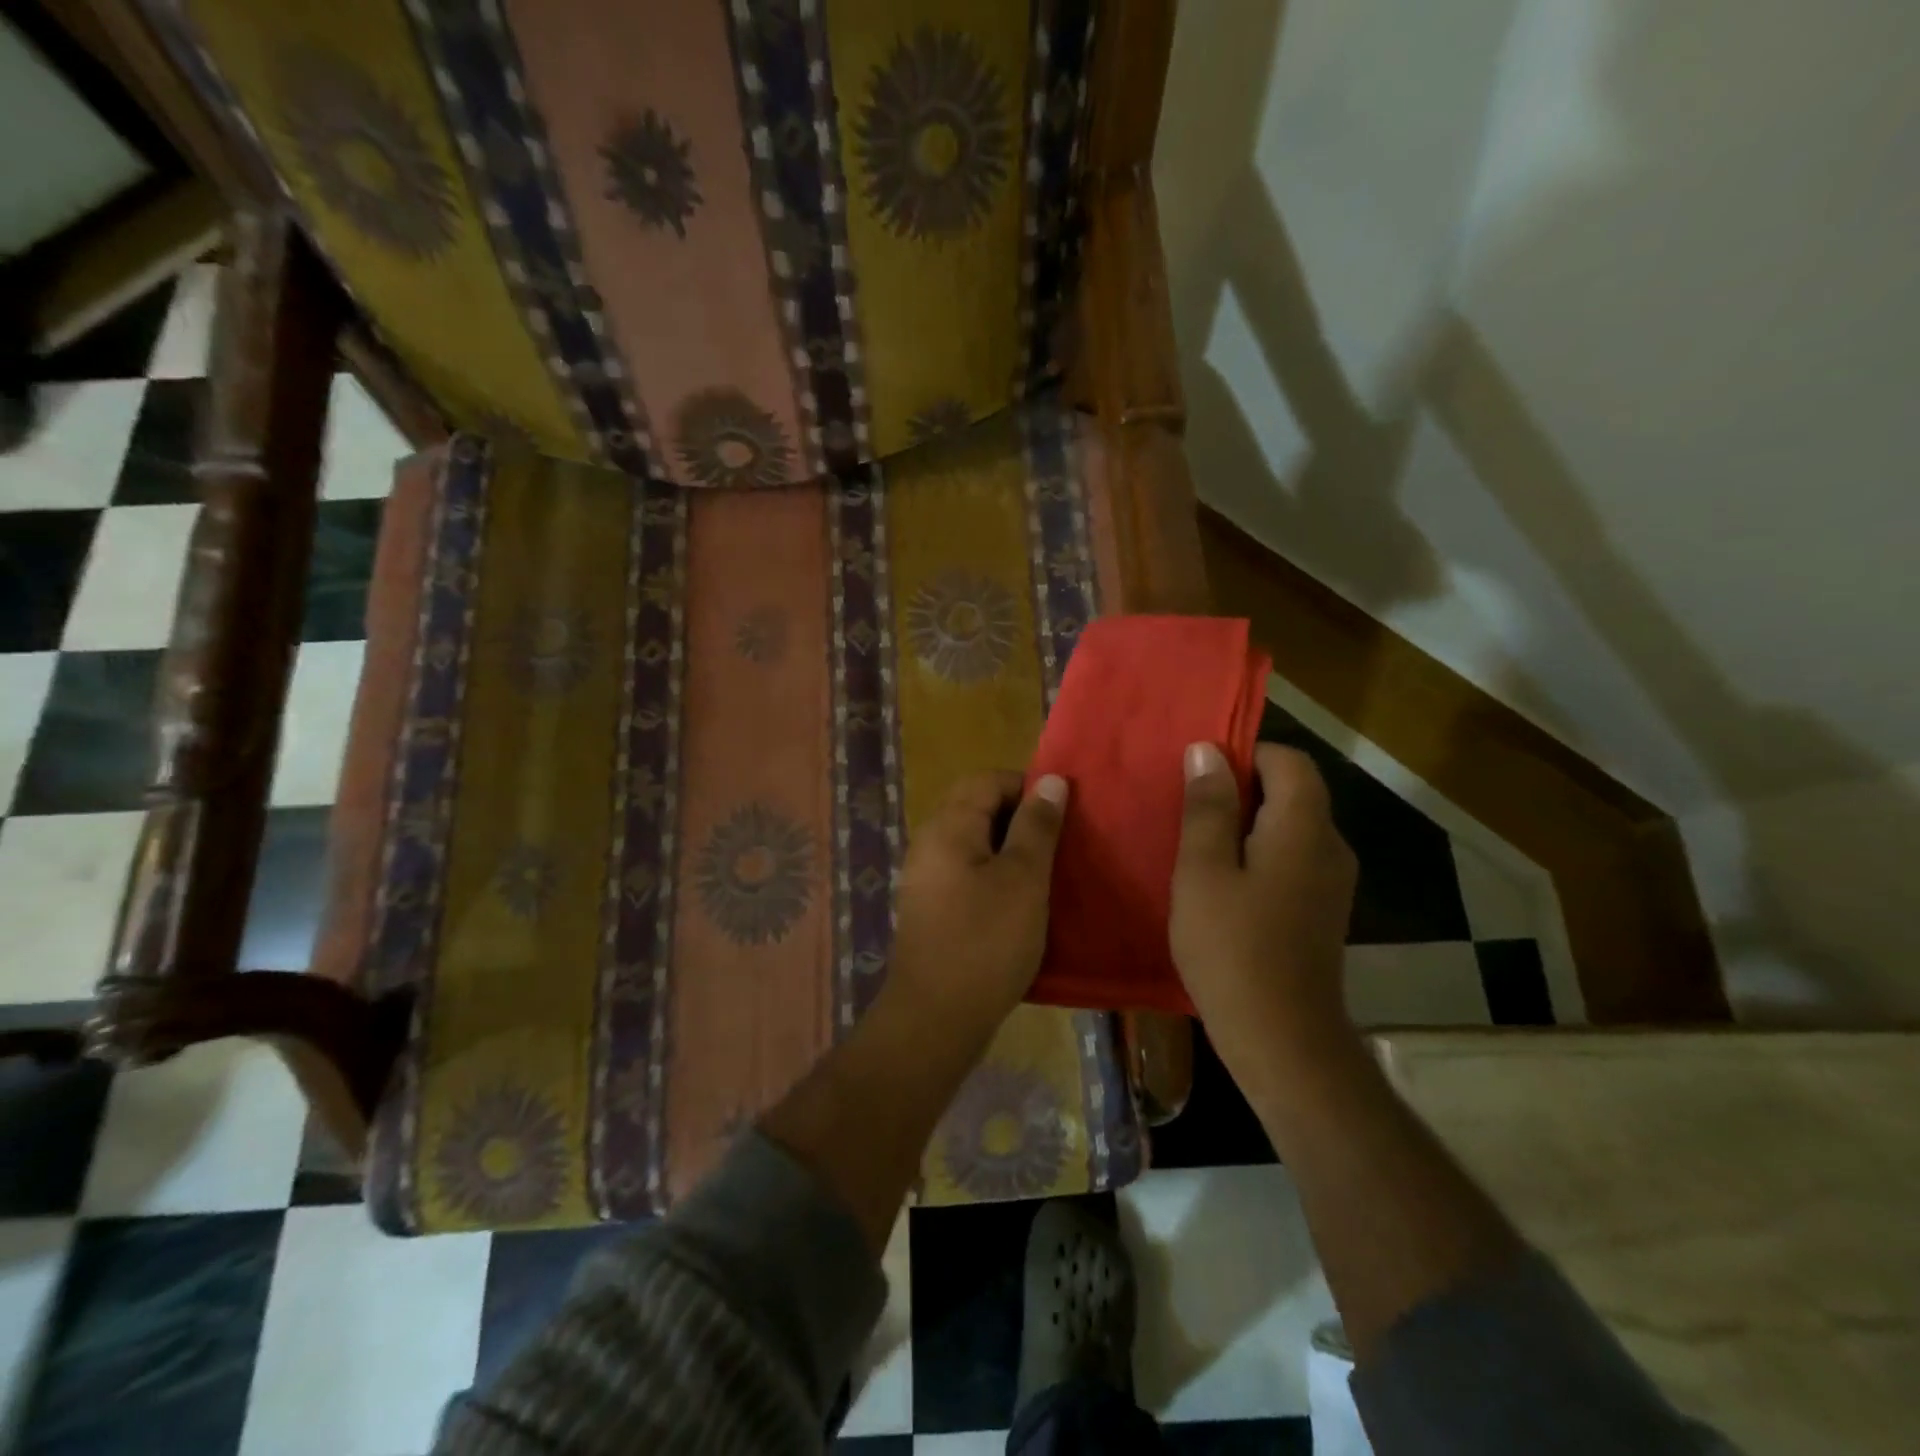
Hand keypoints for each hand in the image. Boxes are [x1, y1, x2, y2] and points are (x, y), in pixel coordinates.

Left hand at [884, 770, 1067, 1046]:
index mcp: (948, 826)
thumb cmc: (986, 941)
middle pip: (976, 806)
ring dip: (1008, 846)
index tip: (1063, 813)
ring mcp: (925, 875)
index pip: (987, 780)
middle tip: (1058, 842)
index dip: (1026, 787)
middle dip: (1018, 816)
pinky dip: (993, 872)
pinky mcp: (930, 905)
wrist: (936, 1017)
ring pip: (972, 840)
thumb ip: (1037, 826)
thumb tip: (1049, 780)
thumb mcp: (1023, 879)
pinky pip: (965, 869)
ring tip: (1045, 870)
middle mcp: (929, 842)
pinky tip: (1018, 899)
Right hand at [1169, 742, 1358, 1067]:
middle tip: (1186, 808)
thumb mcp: (1203, 870)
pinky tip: (1220, 884)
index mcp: (1303, 827)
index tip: (1198, 774)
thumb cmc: (1232, 947)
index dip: (1245, 754)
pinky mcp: (1322, 910)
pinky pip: (1290, 859)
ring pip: (1289, 827)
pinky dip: (1257, 855)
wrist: (1281, 1038)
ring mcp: (1331, 882)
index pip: (1288, 760)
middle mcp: (1330, 846)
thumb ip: (1207, 806)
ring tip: (1196, 844)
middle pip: (1292, 791)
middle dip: (1240, 789)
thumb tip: (1207, 750)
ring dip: (1245, 824)